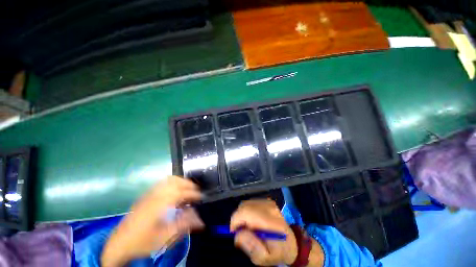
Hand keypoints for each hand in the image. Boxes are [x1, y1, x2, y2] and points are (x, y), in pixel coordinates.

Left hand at [101, 176, 203, 266]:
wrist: (119, 244)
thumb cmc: (142, 242)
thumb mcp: (164, 238)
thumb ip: (183, 225)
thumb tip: (198, 217)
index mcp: (160, 205)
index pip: (181, 193)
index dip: (193, 193)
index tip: (200, 197)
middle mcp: (155, 195)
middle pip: (175, 181)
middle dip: (188, 184)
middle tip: (195, 191)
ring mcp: (149, 194)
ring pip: (169, 179)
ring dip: (181, 181)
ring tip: (187, 189)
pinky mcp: (146, 195)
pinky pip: (162, 182)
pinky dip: (172, 182)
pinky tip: (175, 190)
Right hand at [230, 199, 297, 265]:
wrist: (291, 242)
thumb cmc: (277, 252)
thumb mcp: (264, 258)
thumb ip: (251, 247)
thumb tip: (238, 233)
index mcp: (271, 221)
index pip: (247, 212)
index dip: (236, 220)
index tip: (234, 232)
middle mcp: (270, 207)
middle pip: (244, 206)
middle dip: (238, 219)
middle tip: (241, 231)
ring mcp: (268, 202)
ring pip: (245, 204)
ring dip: (242, 215)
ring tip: (248, 227)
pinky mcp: (266, 200)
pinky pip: (250, 203)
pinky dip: (246, 211)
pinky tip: (252, 220)